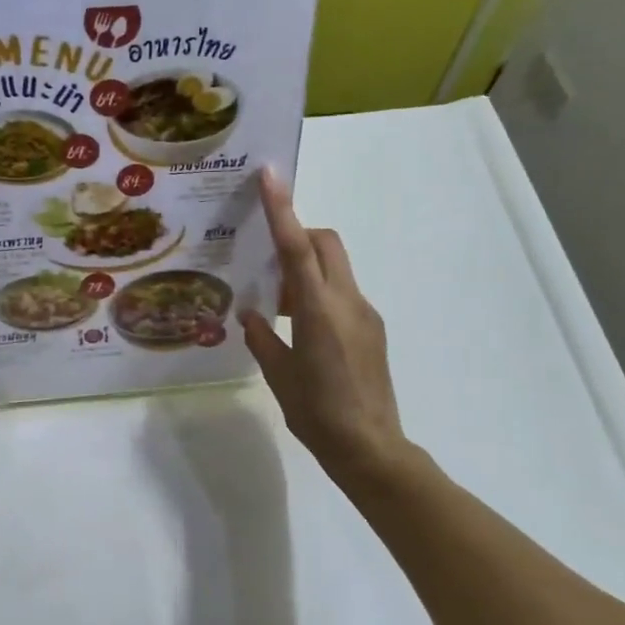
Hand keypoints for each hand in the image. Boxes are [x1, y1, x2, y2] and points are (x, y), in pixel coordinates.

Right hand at [241, 170, 407, 488]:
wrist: (371, 449)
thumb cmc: (317, 414)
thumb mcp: (279, 375)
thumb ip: (262, 338)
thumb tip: (251, 315)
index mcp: (319, 310)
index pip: (298, 247)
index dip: (283, 209)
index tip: (271, 176)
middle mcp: (347, 302)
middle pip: (326, 243)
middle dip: (299, 234)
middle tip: (268, 259)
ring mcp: (365, 314)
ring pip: (336, 267)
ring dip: (307, 269)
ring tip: (279, 305)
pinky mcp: (373, 330)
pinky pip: (343, 293)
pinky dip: (320, 293)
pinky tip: (302, 329)